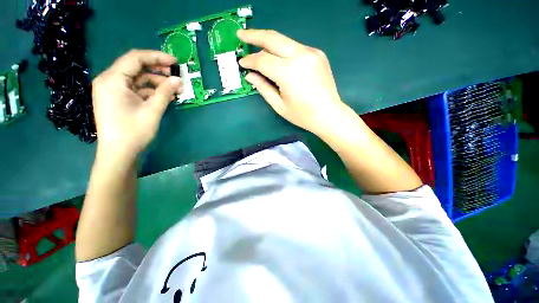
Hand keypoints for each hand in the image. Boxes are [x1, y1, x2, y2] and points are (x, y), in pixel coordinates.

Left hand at [92, 50, 182, 158]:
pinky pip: (136, 89)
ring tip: (174, 89)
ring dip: (156, 82)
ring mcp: (113, 90)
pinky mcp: (118, 99)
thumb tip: (178, 80)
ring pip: (137, 79)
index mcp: (113, 79)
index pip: (135, 58)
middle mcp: (109, 80)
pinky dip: (150, 90)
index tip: (175, 62)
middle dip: (157, 69)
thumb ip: (165, 92)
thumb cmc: (133, 132)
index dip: (157, 57)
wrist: (119, 153)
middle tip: (176, 75)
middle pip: (135, 67)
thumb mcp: (152, 110)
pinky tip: (164, 96)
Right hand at [237, 29, 346, 134]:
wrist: (329, 114)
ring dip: (269, 42)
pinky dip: (283, 50)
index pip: (262, 60)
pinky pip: (295, 47)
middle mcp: (300, 56)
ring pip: (284, 40)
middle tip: (241, 34)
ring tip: (257, 46)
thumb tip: (250, 75)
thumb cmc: (302, 115)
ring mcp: (311, 52)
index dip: (250, 60)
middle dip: (254, 35)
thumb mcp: (279, 106)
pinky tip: (279, 58)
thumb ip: (263, 88)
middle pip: (272, 38)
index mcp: (288, 73)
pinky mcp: (317, 53)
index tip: (242, 63)